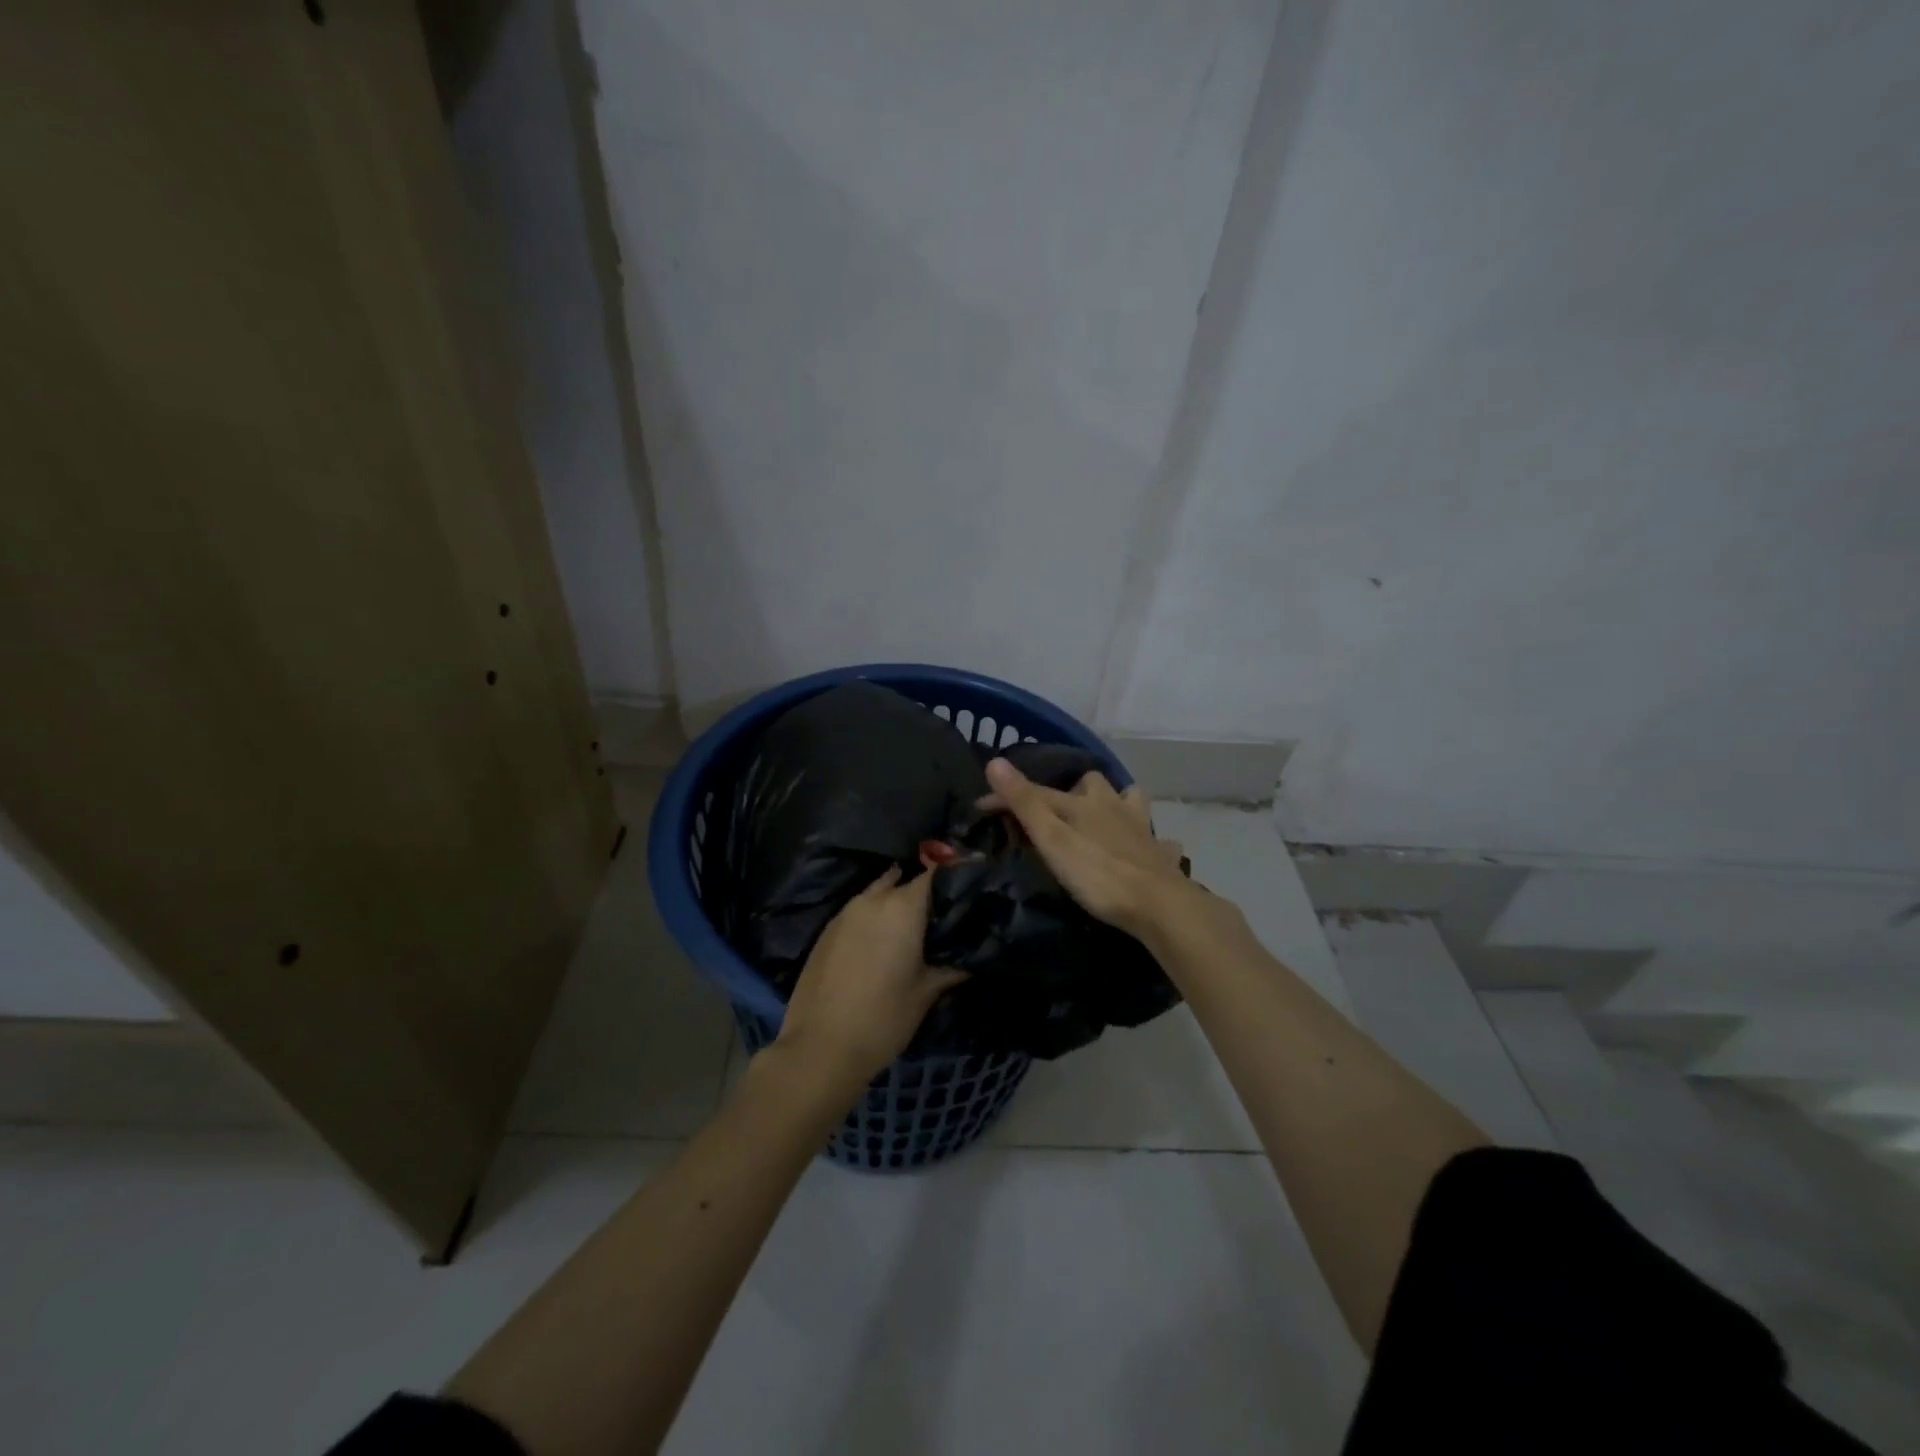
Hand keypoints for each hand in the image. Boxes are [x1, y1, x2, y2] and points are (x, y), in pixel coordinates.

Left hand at [774, 866, 965, 1086]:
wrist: (819, 1048)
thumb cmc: (883, 1018)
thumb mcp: (926, 993)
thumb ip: (952, 968)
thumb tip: (974, 957)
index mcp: (902, 907)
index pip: (934, 874)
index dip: (953, 876)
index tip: (968, 887)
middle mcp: (872, 900)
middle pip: (905, 881)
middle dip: (924, 893)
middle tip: (942, 915)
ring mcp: (844, 913)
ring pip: (878, 894)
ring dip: (895, 903)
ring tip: (913, 927)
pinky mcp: (825, 931)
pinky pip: (858, 912)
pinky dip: (874, 918)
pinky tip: (882, 942)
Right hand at [980, 757, 1195, 937]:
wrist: (1158, 905)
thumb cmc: (1098, 874)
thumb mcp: (1052, 839)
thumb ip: (1025, 803)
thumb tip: (995, 760)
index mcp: (1085, 803)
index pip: (1038, 792)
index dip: (1008, 796)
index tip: (981, 806)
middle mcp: (1115, 807)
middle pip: (1095, 784)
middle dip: (1078, 790)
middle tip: (1061, 811)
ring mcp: (1142, 830)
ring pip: (1132, 802)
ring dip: (1119, 805)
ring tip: (1105, 821)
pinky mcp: (1162, 856)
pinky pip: (1160, 842)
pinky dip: (1152, 843)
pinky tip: (1147, 853)